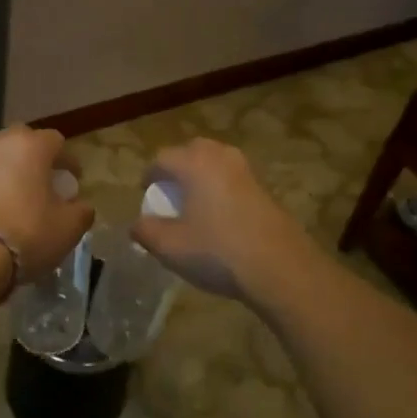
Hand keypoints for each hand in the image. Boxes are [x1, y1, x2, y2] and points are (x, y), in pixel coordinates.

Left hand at [0, 125, 93, 280]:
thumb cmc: (28, 233)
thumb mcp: (69, 227)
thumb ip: (82, 211)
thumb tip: (80, 206)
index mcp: (31, 146)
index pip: (56, 141)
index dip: (68, 160)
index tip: (74, 180)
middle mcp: (1, 143)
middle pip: (25, 141)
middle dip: (38, 157)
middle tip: (47, 181)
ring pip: (1, 156)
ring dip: (14, 169)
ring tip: (23, 194)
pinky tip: (2, 207)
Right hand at [131, 139, 319, 303]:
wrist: (280, 267)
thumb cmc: (217, 251)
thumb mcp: (170, 246)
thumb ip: (146, 231)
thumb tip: (136, 224)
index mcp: (194, 163)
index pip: (162, 158)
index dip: (150, 175)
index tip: (146, 193)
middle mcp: (221, 157)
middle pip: (192, 150)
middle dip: (178, 167)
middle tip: (170, 191)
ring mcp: (247, 171)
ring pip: (216, 161)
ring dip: (202, 175)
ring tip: (195, 202)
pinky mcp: (265, 188)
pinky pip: (234, 178)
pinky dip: (222, 187)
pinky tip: (221, 215)